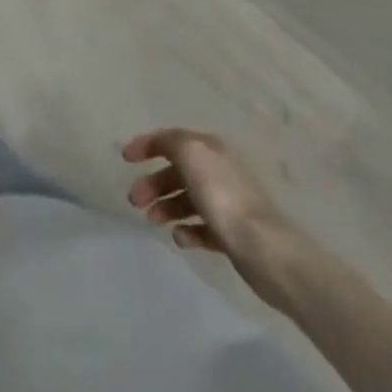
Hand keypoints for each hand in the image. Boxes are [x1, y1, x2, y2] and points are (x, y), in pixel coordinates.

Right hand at [122, 128, 296, 304]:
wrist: (266, 250)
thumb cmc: (223, 196)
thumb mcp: (190, 153)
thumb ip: (169, 142)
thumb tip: (159, 144)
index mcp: (210, 150)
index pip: (171, 140)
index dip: (146, 145)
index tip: (125, 159)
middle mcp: (218, 172)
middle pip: (176, 172)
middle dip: (152, 183)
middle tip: (135, 200)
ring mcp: (226, 204)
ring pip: (186, 200)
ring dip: (165, 207)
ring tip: (153, 220)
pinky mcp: (231, 234)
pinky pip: (200, 228)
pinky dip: (186, 230)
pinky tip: (179, 238)